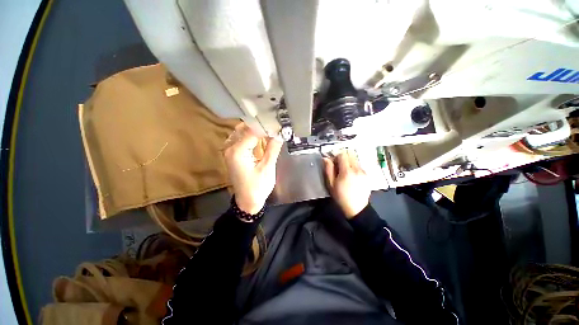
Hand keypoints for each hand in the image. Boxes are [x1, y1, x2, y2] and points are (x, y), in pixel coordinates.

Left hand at [223, 123, 282, 213]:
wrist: (247, 201)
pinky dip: (251, 136)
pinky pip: (241, 139)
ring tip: (269, 131)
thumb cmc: (258, 187)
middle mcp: (230, 148)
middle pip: (244, 128)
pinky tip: (261, 138)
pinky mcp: (233, 154)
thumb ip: (272, 148)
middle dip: (259, 126)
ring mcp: (229, 151)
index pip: (252, 131)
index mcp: (237, 151)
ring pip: (242, 132)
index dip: (265, 127)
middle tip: (274, 126)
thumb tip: (279, 133)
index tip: (277, 124)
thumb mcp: (267, 168)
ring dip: (255, 130)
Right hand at [323, 150, 370, 218]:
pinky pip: (359, 165)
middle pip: (350, 154)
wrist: (356, 208)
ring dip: (349, 161)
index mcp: (347, 171)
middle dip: (343, 156)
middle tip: (338, 164)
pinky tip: (351, 175)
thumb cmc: (341, 196)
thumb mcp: (331, 184)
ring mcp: (363, 171)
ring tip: (344, 170)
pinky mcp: (367, 175)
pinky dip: (354, 166)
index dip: (336, 155)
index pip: (342, 155)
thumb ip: (328, 169)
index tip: (332, 160)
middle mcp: (357, 169)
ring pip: (355, 159)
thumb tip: (326, 158)